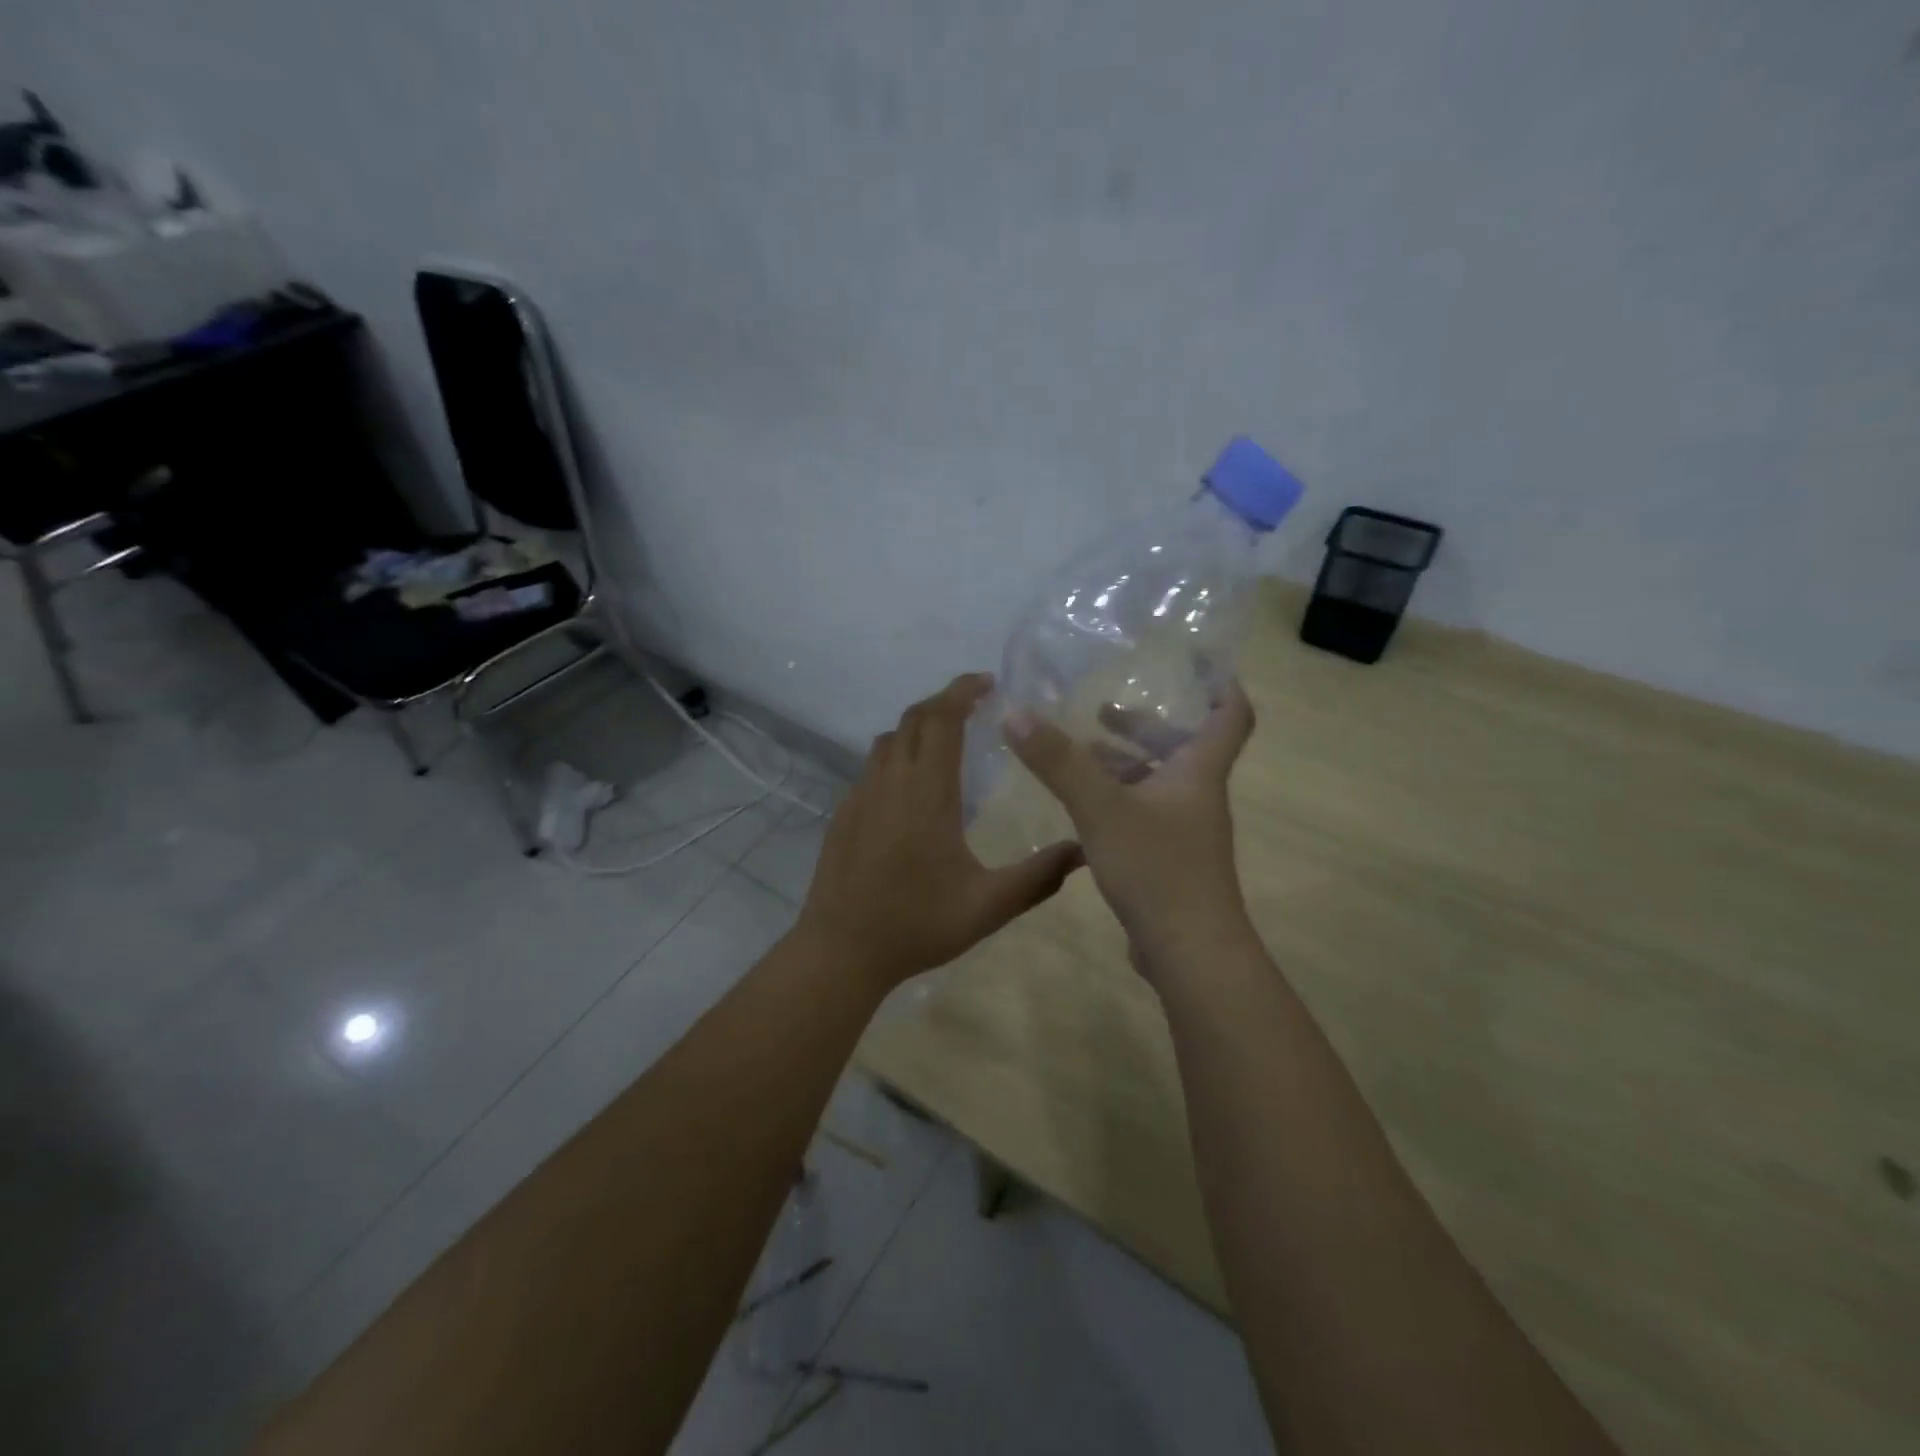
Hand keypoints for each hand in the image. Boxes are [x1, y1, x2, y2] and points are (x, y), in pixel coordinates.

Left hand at [795, 673, 1084, 989]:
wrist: (840, 950)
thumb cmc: (917, 924)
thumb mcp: (988, 906)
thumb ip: (1039, 877)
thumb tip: (1084, 851)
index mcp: (927, 792)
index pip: (941, 719)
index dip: (962, 691)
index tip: (987, 682)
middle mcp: (890, 782)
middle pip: (913, 719)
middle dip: (944, 702)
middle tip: (975, 705)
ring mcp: (860, 796)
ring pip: (889, 741)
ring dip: (918, 728)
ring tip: (947, 740)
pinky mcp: (844, 814)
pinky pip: (872, 767)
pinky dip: (897, 756)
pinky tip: (912, 788)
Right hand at [1004, 682, 1255, 977]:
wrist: (1190, 953)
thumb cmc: (1157, 868)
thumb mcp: (1101, 808)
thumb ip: (1059, 762)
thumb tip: (1017, 713)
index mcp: (1198, 773)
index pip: (1230, 716)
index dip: (1221, 685)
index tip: (1198, 662)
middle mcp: (1196, 797)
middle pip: (1182, 748)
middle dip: (1146, 726)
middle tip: (1104, 710)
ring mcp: (1185, 833)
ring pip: (1158, 783)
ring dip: (1126, 763)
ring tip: (1082, 752)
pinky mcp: (1168, 862)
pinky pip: (1144, 815)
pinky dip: (1118, 800)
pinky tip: (1082, 807)